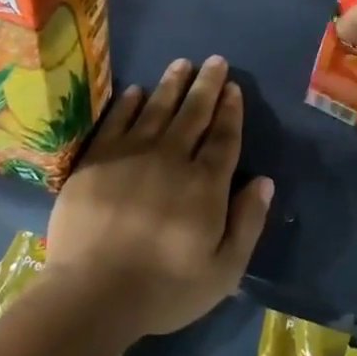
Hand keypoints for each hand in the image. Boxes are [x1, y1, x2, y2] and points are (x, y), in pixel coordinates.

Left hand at [43, 55, 272, 341]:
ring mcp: (130, 155)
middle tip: (215, 60)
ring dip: (171, 84)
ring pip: (156, 109)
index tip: (234, 88)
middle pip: (193, 113)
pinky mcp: (96, 161)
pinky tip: (136, 91)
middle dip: (207, 85)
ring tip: (182, 63)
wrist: (92, 295)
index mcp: (204, 184)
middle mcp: (171, 158)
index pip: (223, 137)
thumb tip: (265, 181)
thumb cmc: (163, 289)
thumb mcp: (223, 270)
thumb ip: (248, 222)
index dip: (231, 111)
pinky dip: (128, 103)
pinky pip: (116, 121)